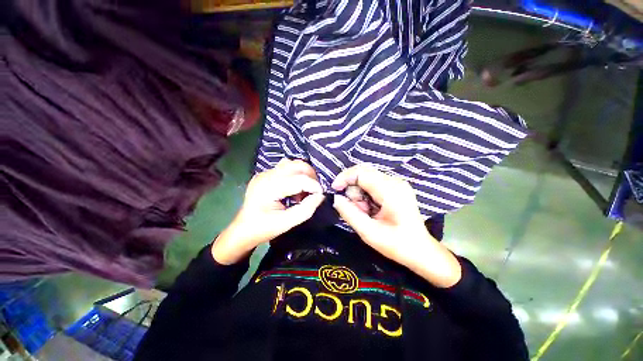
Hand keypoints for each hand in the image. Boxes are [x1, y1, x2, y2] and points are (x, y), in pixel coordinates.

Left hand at [212, 159, 323, 264]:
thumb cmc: (263, 229)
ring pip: (292, 164)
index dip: (314, 185)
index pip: (299, 179)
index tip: (321, 195)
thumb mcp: (286, 223)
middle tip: (315, 190)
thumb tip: (320, 196)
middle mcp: (266, 176)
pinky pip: (285, 167)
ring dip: (303, 173)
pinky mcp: (265, 174)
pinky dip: (295, 174)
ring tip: (305, 188)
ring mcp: (264, 173)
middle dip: (311, 176)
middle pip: (296, 165)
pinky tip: (294, 188)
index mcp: (269, 188)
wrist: (243, 229)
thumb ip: (306, 209)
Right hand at [332, 164, 460, 287]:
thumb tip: (335, 198)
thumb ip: (350, 214)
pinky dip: (366, 196)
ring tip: (366, 213)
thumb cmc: (397, 245)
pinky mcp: (395, 187)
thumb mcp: (369, 233)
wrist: (421, 251)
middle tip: (356, 209)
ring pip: (366, 179)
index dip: (344, 178)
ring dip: (359, 195)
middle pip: (363, 173)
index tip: (335, 191)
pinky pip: (372, 184)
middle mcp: (394, 181)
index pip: (361, 173)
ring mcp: (396, 183)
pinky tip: (371, 210)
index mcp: (391, 191)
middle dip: (353, 189)